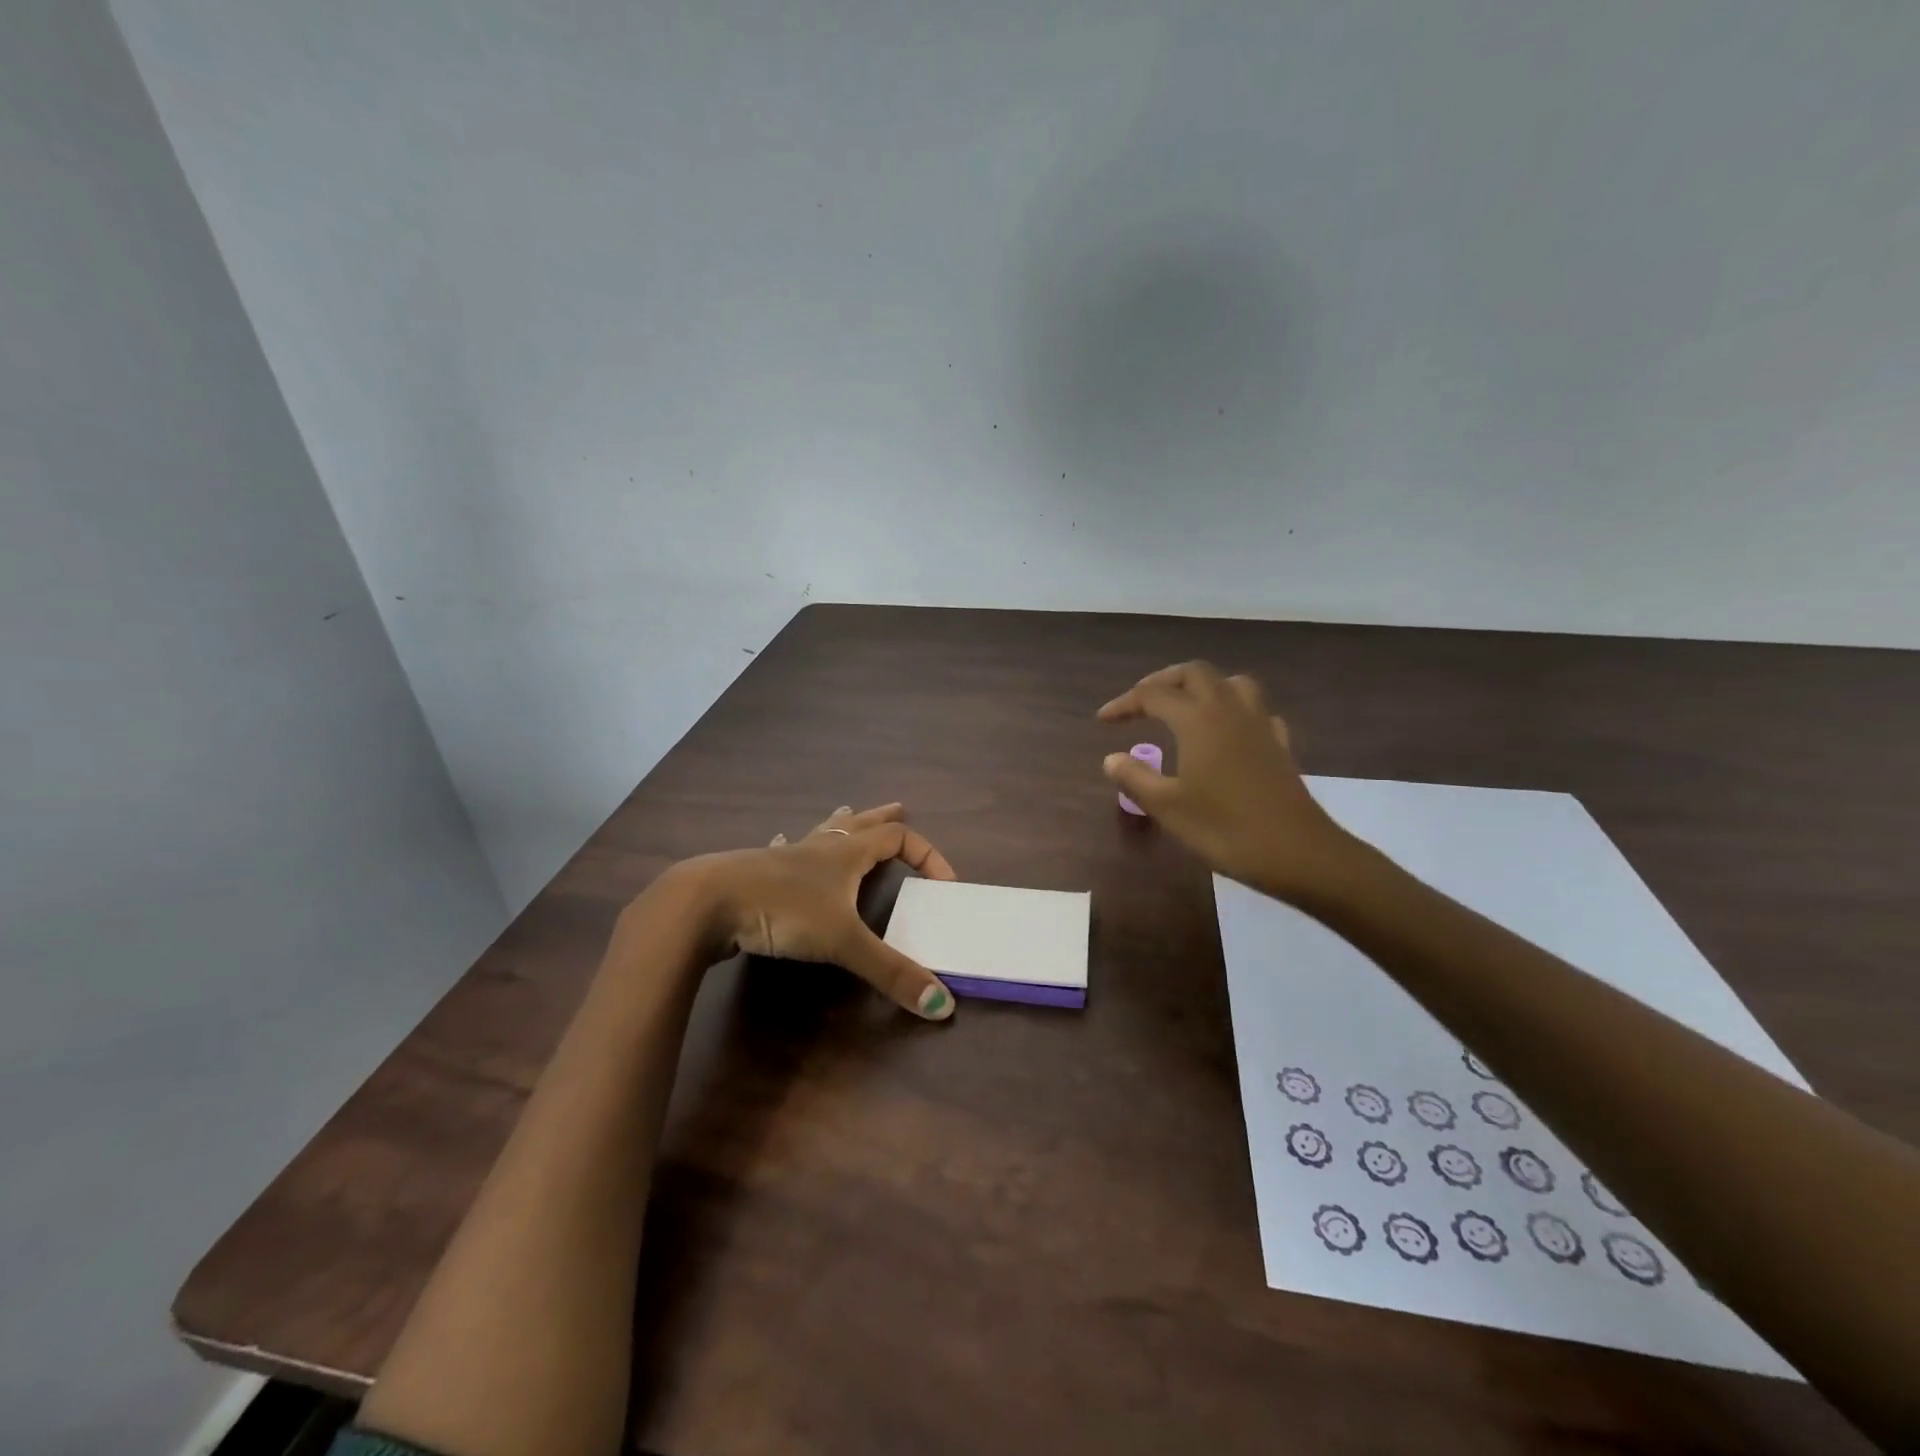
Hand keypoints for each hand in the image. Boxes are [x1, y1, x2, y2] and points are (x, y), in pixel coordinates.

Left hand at [674, 802, 960, 1019]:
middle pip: (860, 823)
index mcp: (846, 853)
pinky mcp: (757, 872)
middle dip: (883, 818)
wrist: (707, 903)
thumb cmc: (783, 910)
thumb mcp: (843, 942)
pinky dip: (794, 845)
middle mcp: (820, 847)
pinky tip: (783, 843)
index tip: (944, 883)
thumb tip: (944, 1006)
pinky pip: (784, 850)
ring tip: (848, 813)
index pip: (898, 839)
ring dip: (841, 824)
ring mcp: (785, 857)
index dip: (927, 855)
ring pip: (821, 831)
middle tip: (900, 808)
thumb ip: (891, 973)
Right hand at [1098, 662, 1352, 903]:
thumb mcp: (1168, 807)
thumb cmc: (1224, 828)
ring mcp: (1259, 724)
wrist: (1297, 852)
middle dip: (1162, 681)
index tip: (1103, 720)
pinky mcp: (1278, 743)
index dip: (1124, 703)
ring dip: (1201, 686)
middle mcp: (1228, 710)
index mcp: (1197, 720)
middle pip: (1194, 674)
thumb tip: (1112, 759)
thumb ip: (1135, 778)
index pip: (1153, 695)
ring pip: (1230, 683)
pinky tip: (1226, 731)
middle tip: (1140, 703)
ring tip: (1183, 706)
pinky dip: (1233, 709)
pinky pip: (1255, 710)